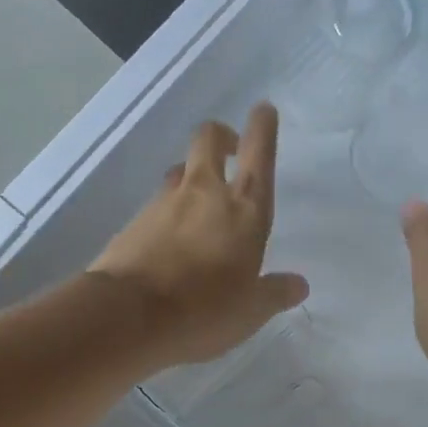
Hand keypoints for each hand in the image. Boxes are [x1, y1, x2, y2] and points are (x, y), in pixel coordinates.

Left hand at [89, 102, 309, 367]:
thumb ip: (275, 293)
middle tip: (230, 149)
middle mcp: (204, 194)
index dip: (262, 128)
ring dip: (192, 176)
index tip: (263, 110)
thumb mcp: (250, 312)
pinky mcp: (133, 221)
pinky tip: (168, 239)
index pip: (259, 155)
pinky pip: (156, 204)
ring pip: (180, 171)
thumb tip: (298, 285)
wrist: (128, 316)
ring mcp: (164, 203)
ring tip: (198, 202)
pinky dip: (167, 211)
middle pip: (209, 140)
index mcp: (244, 210)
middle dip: (221, 136)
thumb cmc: (203, 311)